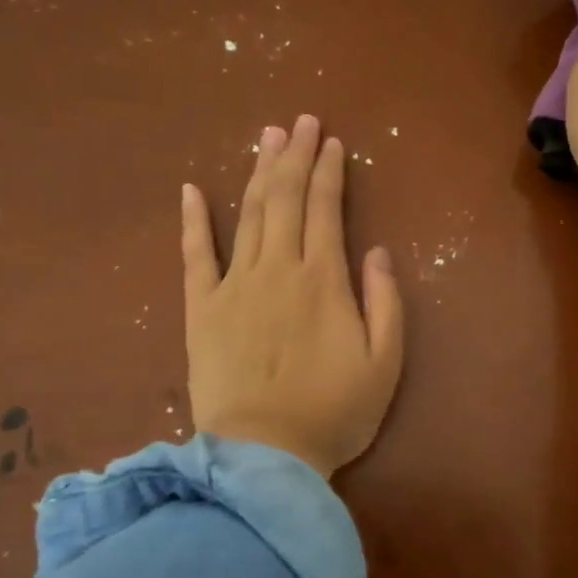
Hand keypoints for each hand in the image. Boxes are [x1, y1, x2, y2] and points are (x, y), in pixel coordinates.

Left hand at [181, 115, 404, 478]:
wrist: (264, 455)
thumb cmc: (333, 412)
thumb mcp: (384, 363)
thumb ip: (386, 302)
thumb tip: (376, 251)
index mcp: (323, 279)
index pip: (325, 209)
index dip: (329, 171)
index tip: (331, 141)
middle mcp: (278, 269)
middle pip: (285, 199)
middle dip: (294, 156)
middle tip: (299, 122)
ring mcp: (234, 286)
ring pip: (248, 215)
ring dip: (258, 173)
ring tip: (266, 139)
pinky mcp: (201, 309)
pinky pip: (194, 256)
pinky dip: (193, 221)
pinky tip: (191, 190)